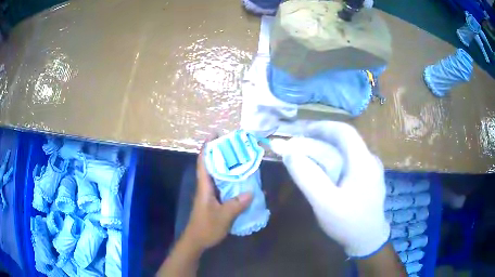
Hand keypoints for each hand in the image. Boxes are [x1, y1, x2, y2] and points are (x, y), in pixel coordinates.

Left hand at [182, 142, 252, 251]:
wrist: (196, 241)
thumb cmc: (206, 227)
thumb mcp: (224, 217)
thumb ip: (236, 204)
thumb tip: (251, 192)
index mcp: (204, 187)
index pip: (203, 163)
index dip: (207, 148)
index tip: (214, 135)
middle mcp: (205, 187)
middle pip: (211, 166)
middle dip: (220, 154)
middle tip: (234, 146)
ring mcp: (209, 195)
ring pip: (217, 176)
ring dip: (226, 167)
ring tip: (240, 160)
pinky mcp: (213, 201)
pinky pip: (222, 186)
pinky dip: (230, 181)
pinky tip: (241, 182)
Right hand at [272, 121, 389, 257]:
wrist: (368, 241)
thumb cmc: (348, 223)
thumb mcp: (325, 203)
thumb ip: (307, 177)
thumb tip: (289, 153)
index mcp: (363, 161)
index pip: (344, 131)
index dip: (322, 126)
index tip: (302, 131)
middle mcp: (370, 160)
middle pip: (345, 140)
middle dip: (321, 139)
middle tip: (301, 147)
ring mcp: (371, 169)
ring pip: (347, 151)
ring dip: (327, 150)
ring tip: (309, 158)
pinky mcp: (369, 178)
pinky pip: (350, 162)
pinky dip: (335, 160)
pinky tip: (326, 173)